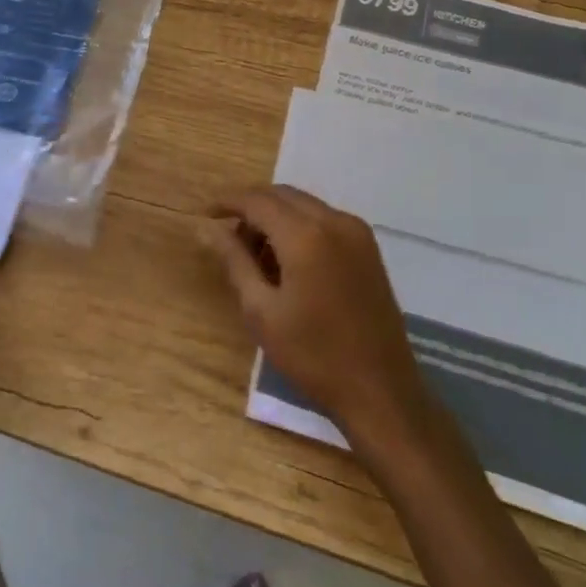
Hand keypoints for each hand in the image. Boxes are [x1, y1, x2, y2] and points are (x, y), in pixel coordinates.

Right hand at [201, 185, 427, 447]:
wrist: (380, 391)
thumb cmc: (313, 355)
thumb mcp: (261, 311)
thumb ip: (234, 261)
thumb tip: (207, 229)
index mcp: (306, 235)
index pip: (258, 200)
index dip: (228, 202)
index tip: (205, 215)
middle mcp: (334, 221)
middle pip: (282, 195)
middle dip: (252, 208)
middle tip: (228, 238)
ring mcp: (357, 233)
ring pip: (304, 205)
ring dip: (275, 217)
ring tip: (255, 256)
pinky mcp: (368, 248)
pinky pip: (324, 220)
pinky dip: (299, 227)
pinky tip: (287, 261)